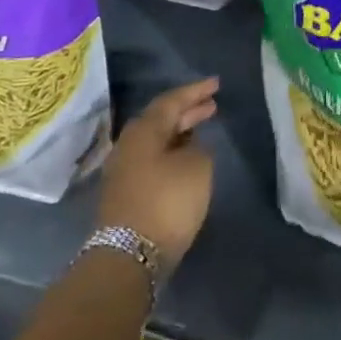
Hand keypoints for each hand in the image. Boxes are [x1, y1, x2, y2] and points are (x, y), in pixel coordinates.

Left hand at [98, 78, 218, 269]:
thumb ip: (199, 148)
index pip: (172, 101)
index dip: (195, 91)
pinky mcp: (126, 193)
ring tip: (202, 128)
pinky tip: (186, 158)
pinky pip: (152, 159)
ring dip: (179, 132)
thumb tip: (190, 147)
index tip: (216, 84)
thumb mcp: (197, 168)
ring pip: (156, 140)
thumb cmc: (166, 202)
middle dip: (187, 111)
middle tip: (211, 105)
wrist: (129, 255)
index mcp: (144, 131)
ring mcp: (124, 170)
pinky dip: (172, 152)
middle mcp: (129, 144)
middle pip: (161, 119)